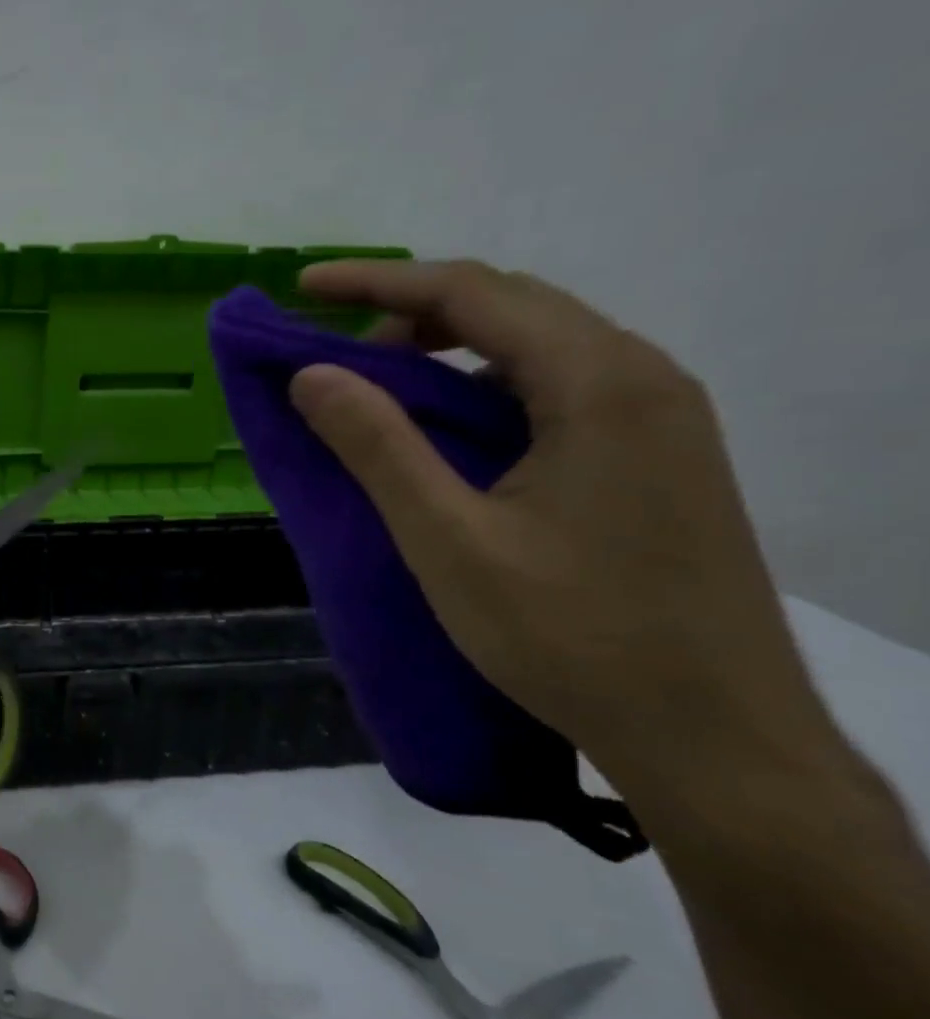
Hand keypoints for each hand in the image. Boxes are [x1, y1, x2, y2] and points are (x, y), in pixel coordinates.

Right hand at [290, 259, 833, 790]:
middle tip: (335, 356)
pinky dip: (487, 389)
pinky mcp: (658, 456)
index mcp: (598, 383)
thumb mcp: (448, 541)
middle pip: (510, 306)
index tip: (304, 287)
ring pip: (537, 347)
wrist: (714, 735)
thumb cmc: (570, 637)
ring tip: (383, 397)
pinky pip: (558, 389)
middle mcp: (642, 378)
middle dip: (410, 314)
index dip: (376, 282)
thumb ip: (377, 447)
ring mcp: (660, 417)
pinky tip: (453, 438)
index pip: (470, 294)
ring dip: (450, 352)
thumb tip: (311, 374)